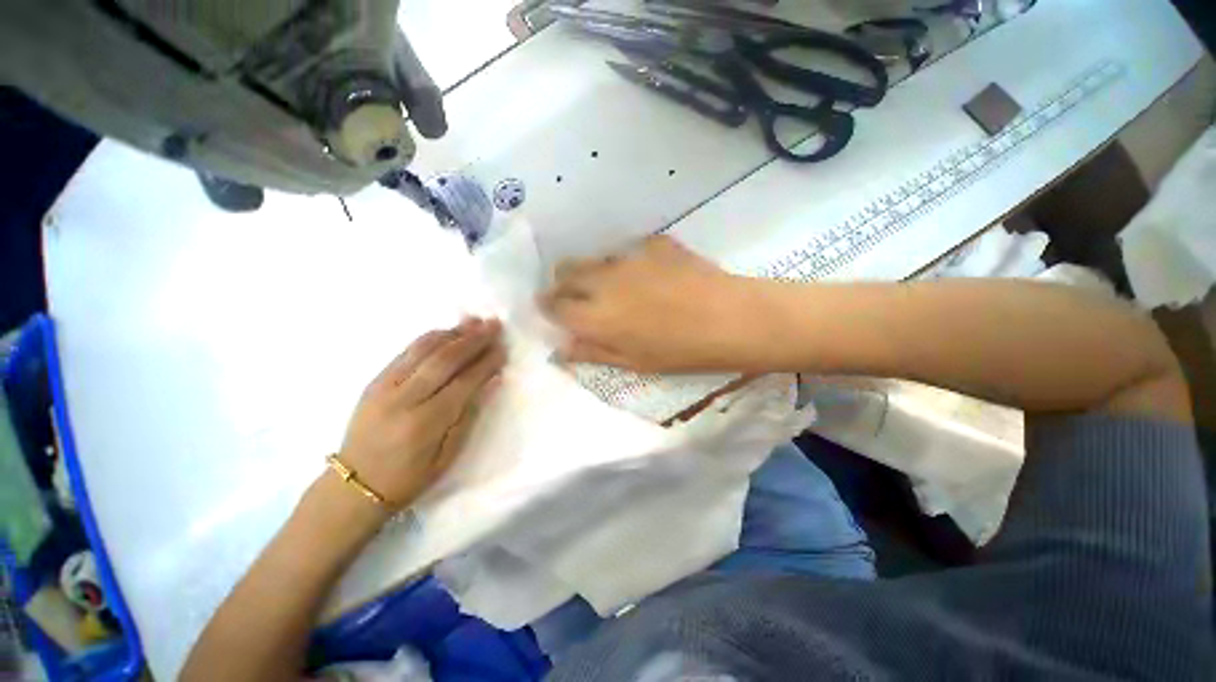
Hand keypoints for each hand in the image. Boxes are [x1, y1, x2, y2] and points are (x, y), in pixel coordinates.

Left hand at [336, 318, 504, 510]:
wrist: (355, 485)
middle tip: (494, 325)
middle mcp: (404, 399)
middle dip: (473, 340)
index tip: (502, 349)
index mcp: (425, 422)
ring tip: (474, 321)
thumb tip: (491, 381)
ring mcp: (385, 387)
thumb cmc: (409, 477)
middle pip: (444, 360)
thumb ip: (469, 415)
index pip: (463, 382)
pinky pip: (405, 352)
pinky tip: (446, 331)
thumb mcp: (448, 456)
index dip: (485, 363)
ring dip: (452, 333)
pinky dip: (429, 338)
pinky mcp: (374, 382)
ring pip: (423, 350)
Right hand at [540, 236, 761, 373]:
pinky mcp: (655, 243)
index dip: (548, 306)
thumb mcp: (634, 362)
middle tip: (579, 297)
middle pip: (566, 271)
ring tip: (618, 288)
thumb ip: (593, 352)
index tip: (553, 310)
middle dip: (564, 283)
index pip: (553, 304)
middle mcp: (604, 280)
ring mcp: (630, 257)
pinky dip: (631, 262)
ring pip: (596, 258)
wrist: (731, 319)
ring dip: (596, 272)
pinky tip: (652, 275)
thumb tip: (562, 348)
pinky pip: (630, 250)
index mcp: (595, 315)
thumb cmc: (681, 352)